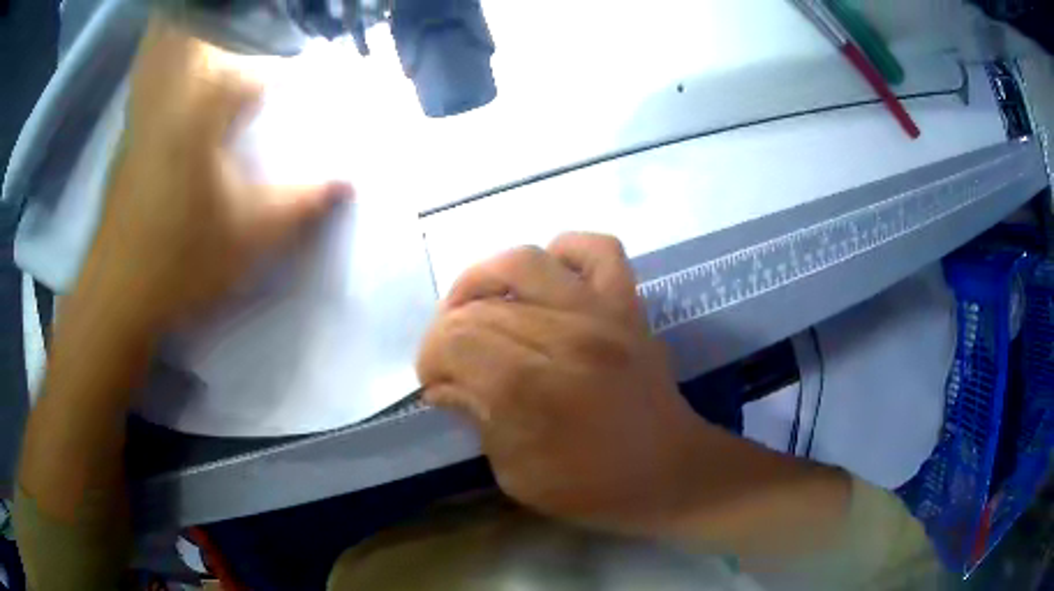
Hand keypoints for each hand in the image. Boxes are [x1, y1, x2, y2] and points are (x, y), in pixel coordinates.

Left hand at [76, 20, 349, 334]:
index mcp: (204, 104)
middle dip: (231, 19)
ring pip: (165, 40)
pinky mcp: (129, 129)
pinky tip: (184, 67)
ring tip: (224, 32)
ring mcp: (143, 107)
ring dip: (193, 26)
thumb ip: (304, 199)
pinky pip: (150, 67)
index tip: (312, 58)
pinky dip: (166, 50)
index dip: (292, 54)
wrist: (116, 295)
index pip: (258, 56)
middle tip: (263, 27)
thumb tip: (351, 178)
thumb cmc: (181, 261)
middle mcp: (170, 89)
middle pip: (200, 23)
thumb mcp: (252, 235)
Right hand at [416, 233, 713, 535]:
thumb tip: (444, 383)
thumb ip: (477, 420)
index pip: (454, 341)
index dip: (429, 359)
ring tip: (478, 307)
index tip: (434, 383)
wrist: (670, 472)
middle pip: (481, 306)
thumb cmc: (593, 488)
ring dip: (485, 280)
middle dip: (448, 332)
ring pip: (525, 262)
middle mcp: (564, 335)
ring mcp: (602, 313)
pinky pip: (598, 249)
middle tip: (451, 360)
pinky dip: (565, 251)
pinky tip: (547, 279)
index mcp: (531, 388)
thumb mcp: (517, 475)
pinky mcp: (628, 306)